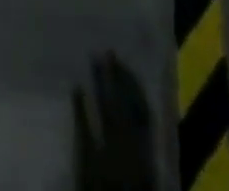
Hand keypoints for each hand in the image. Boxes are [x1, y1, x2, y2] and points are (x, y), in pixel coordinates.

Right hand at [73, 53, 158, 190]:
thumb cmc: (100, 185)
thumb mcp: (86, 159)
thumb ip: (82, 124)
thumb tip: (76, 87)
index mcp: (115, 136)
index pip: (108, 100)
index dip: (102, 77)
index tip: (95, 55)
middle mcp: (132, 136)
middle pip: (126, 101)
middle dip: (118, 75)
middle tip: (109, 51)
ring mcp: (144, 142)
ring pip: (140, 107)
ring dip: (132, 84)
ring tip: (122, 63)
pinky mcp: (151, 149)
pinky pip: (149, 120)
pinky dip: (142, 99)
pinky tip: (135, 89)